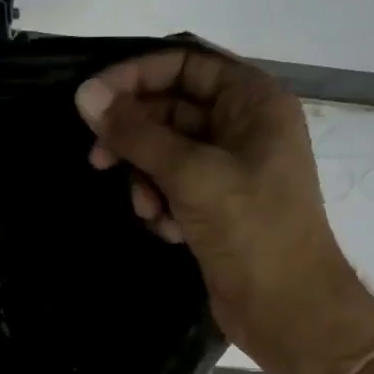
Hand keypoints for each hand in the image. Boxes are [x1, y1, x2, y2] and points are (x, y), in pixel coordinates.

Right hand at [75, 48, 373, 373]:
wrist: (288, 309)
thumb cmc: (251, 229)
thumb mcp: (190, 174)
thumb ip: (135, 133)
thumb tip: (85, 96)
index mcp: (254, 101)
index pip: (185, 64)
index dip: (135, 76)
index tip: (91, 100)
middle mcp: (244, 125)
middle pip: (170, 108)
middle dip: (134, 136)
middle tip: (98, 159)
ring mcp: (230, 166)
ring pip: (165, 151)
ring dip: (145, 178)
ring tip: (147, 209)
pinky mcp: (216, 203)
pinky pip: (172, 184)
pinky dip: (161, 202)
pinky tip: (167, 229)